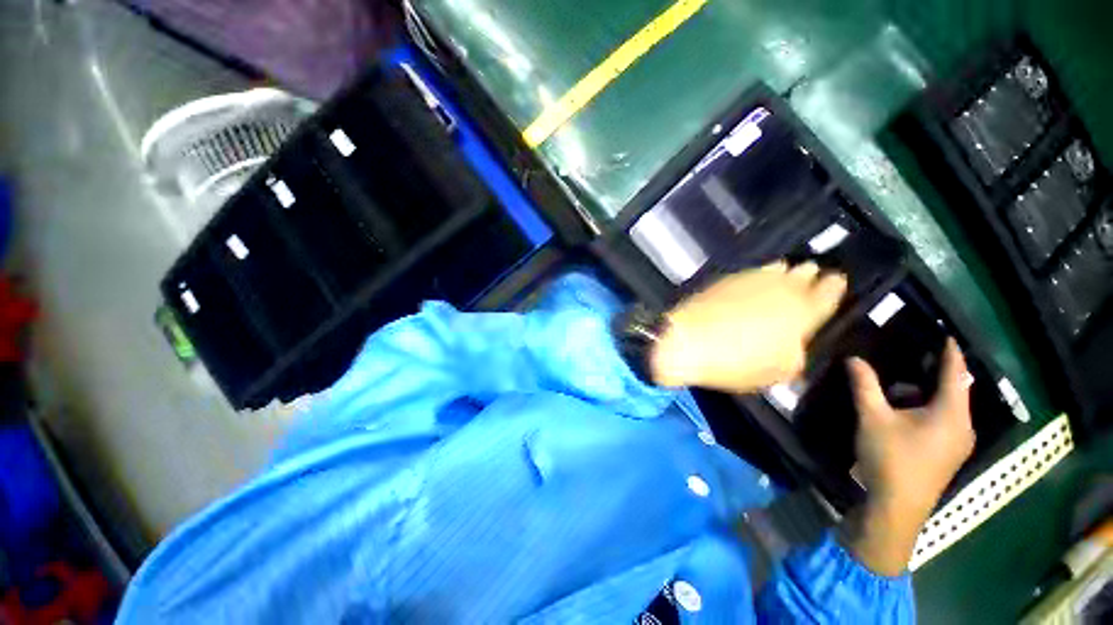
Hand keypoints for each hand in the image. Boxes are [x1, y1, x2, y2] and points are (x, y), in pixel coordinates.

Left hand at [650, 262, 846, 392]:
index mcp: (804, 312)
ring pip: (786, 267)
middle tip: (820, 279)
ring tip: (797, 277)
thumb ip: (798, 357)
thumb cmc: (742, 362)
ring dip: (794, 272)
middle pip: (809, 274)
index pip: (830, 292)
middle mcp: (788, 287)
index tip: (841, 282)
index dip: (837, 287)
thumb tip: (801, 348)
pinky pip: (763, 269)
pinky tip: (769, 278)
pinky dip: (771, 273)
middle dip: (816, 276)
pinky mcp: (738, 275)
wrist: (692, 339)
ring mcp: (761, 277)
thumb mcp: (779, 372)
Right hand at [843, 339, 975, 575]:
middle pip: (956, 385)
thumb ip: (866, 386)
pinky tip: (914, 420)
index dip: (946, 345)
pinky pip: (951, 424)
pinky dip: (937, 414)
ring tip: (907, 393)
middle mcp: (964, 423)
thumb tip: (852, 358)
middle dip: (936, 371)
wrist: (892, 521)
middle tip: (916, 359)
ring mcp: (960, 444)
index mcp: (952, 408)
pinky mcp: (952, 460)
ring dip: (934, 395)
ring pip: (953, 407)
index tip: (937, 329)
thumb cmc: (891, 466)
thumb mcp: (874, 422)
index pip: (955, 363)